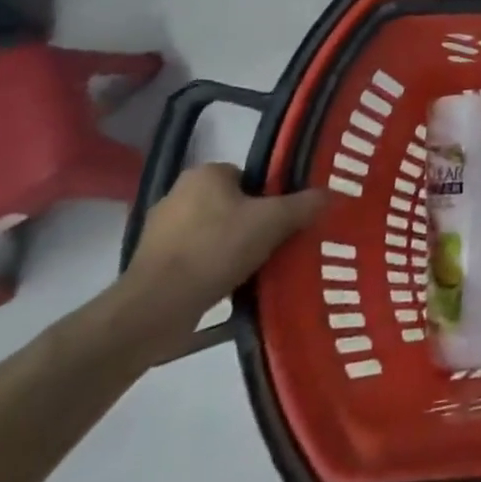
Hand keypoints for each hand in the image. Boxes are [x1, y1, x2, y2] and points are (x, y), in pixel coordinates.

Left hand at [116, 164, 327, 353]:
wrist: (156, 307)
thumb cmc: (217, 249)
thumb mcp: (274, 222)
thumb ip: (304, 204)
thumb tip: (331, 194)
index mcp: (205, 173)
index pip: (249, 176)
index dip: (270, 197)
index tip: (283, 220)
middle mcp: (178, 193)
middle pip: (232, 203)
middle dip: (252, 222)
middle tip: (276, 243)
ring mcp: (159, 229)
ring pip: (213, 231)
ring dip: (231, 246)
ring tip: (255, 267)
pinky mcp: (149, 263)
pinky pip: (194, 257)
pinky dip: (211, 267)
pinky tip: (228, 284)